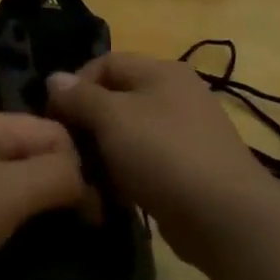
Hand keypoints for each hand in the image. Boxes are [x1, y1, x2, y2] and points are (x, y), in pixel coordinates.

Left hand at [0, 107, 85, 279]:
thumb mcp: (8, 194)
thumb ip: (56, 177)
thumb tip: (88, 180)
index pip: (56, 132)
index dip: (82, 169)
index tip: (95, 217)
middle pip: (30, 149)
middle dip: (55, 183)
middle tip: (74, 227)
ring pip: (4, 174)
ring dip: (27, 200)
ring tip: (44, 235)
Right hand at [46, 53, 276, 269]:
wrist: (224, 216)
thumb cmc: (163, 154)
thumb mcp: (113, 118)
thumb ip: (80, 96)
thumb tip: (54, 78)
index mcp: (161, 71)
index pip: (105, 63)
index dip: (74, 86)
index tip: (54, 119)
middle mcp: (175, 94)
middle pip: (116, 99)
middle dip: (87, 124)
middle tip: (68, 152)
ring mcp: (185, 132)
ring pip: (128, 135)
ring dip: (103, 154)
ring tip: (87, 179)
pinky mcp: (187, 168)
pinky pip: (144, 162)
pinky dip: (125, 175)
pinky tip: (112, 197)